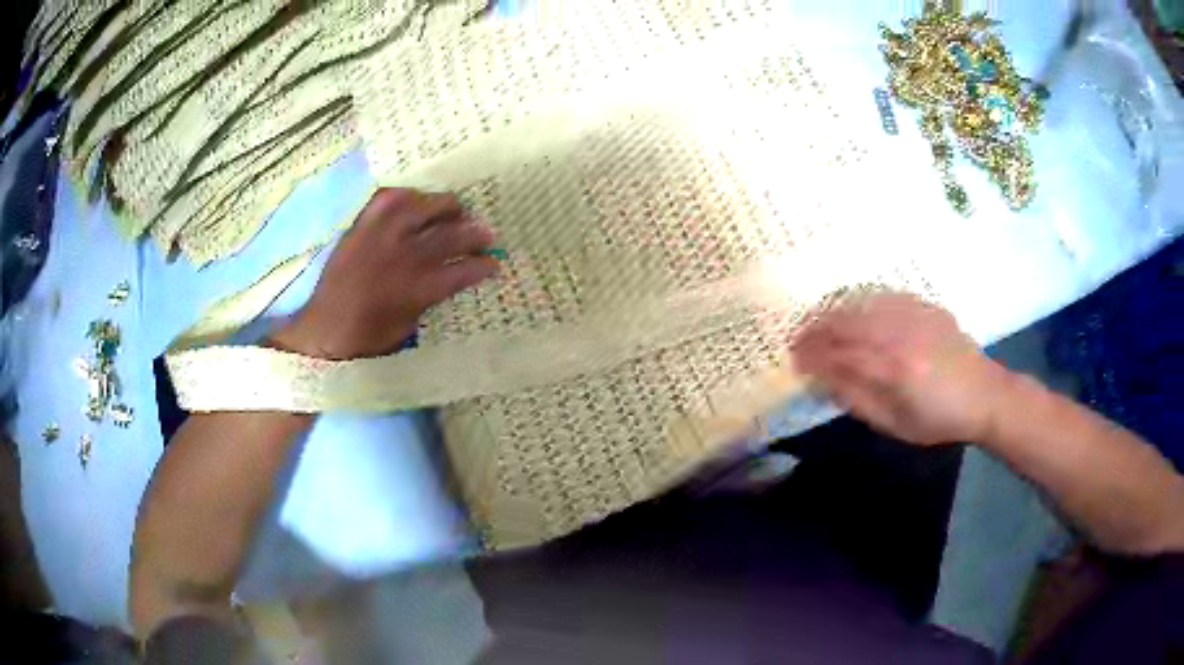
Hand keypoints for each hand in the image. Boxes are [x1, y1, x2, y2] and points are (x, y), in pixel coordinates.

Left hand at [269, 188, 498, 359]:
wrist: (323, 330)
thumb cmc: (366, 339)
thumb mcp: (406, 328)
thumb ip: (428, 299)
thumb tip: (447, 279)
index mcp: (415, 290)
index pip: (460, 271)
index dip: (482, 266)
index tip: (494, 263)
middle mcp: (401, 258)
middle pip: (448, 236)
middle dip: (474, 233)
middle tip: (487, 232)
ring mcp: (379, 238)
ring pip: (421, 208)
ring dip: (444, 206)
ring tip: (456, 208)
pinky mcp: (361, 227)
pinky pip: (387, 199)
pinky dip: (406, 195)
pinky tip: (416, 199)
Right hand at [791, 293, 1010, 445]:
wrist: (984, 395)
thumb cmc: (938, 420)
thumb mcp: (894, 424)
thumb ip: (856, 399)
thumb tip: (822, 379)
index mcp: (892, 369)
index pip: (839, 353)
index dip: (811, 354)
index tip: (793, 359)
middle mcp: (900, 334)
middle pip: (846, 321)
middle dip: (815, 328)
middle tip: (797, 338)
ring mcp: (913, 314)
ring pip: (861, 303)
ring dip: (833, 311)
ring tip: (816, 322)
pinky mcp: (924, 305)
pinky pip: (883, 296)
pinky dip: (859, 301)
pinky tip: (851, 309)